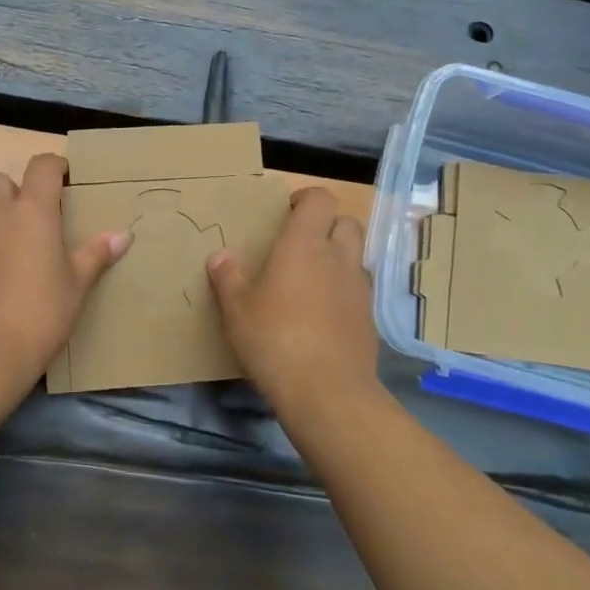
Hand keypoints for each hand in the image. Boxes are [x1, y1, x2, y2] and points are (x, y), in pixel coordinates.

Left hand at [0, 153, 130, 390]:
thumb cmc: (39, 313)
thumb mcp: (76, 285)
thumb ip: (96, 255)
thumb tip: (123, 235)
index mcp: (32, 211)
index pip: (41, 166)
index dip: (55, 166)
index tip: (68, 179)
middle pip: (2, 181)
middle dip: (19, 189)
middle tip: (40, 217)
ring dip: (1, 217)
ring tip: (22, 249)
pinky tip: (0, 274)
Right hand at [208, 187, 377, 411]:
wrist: (327, 391)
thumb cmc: (274, 340)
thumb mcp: (237, 310)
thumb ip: (228, 278)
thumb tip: (219, 256)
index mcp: (304, 244)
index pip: (321, 199)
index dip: (306, 198)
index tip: (287, 212)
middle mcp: (338, 257)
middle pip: (347, 222)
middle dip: (327, 225)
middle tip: (301, 244)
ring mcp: (359, 288)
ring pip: (356, 256)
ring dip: (338, 258)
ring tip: (311, 279)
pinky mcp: (369, 318)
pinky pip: (359, 290)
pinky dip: (344, 291)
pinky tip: (323, 315)